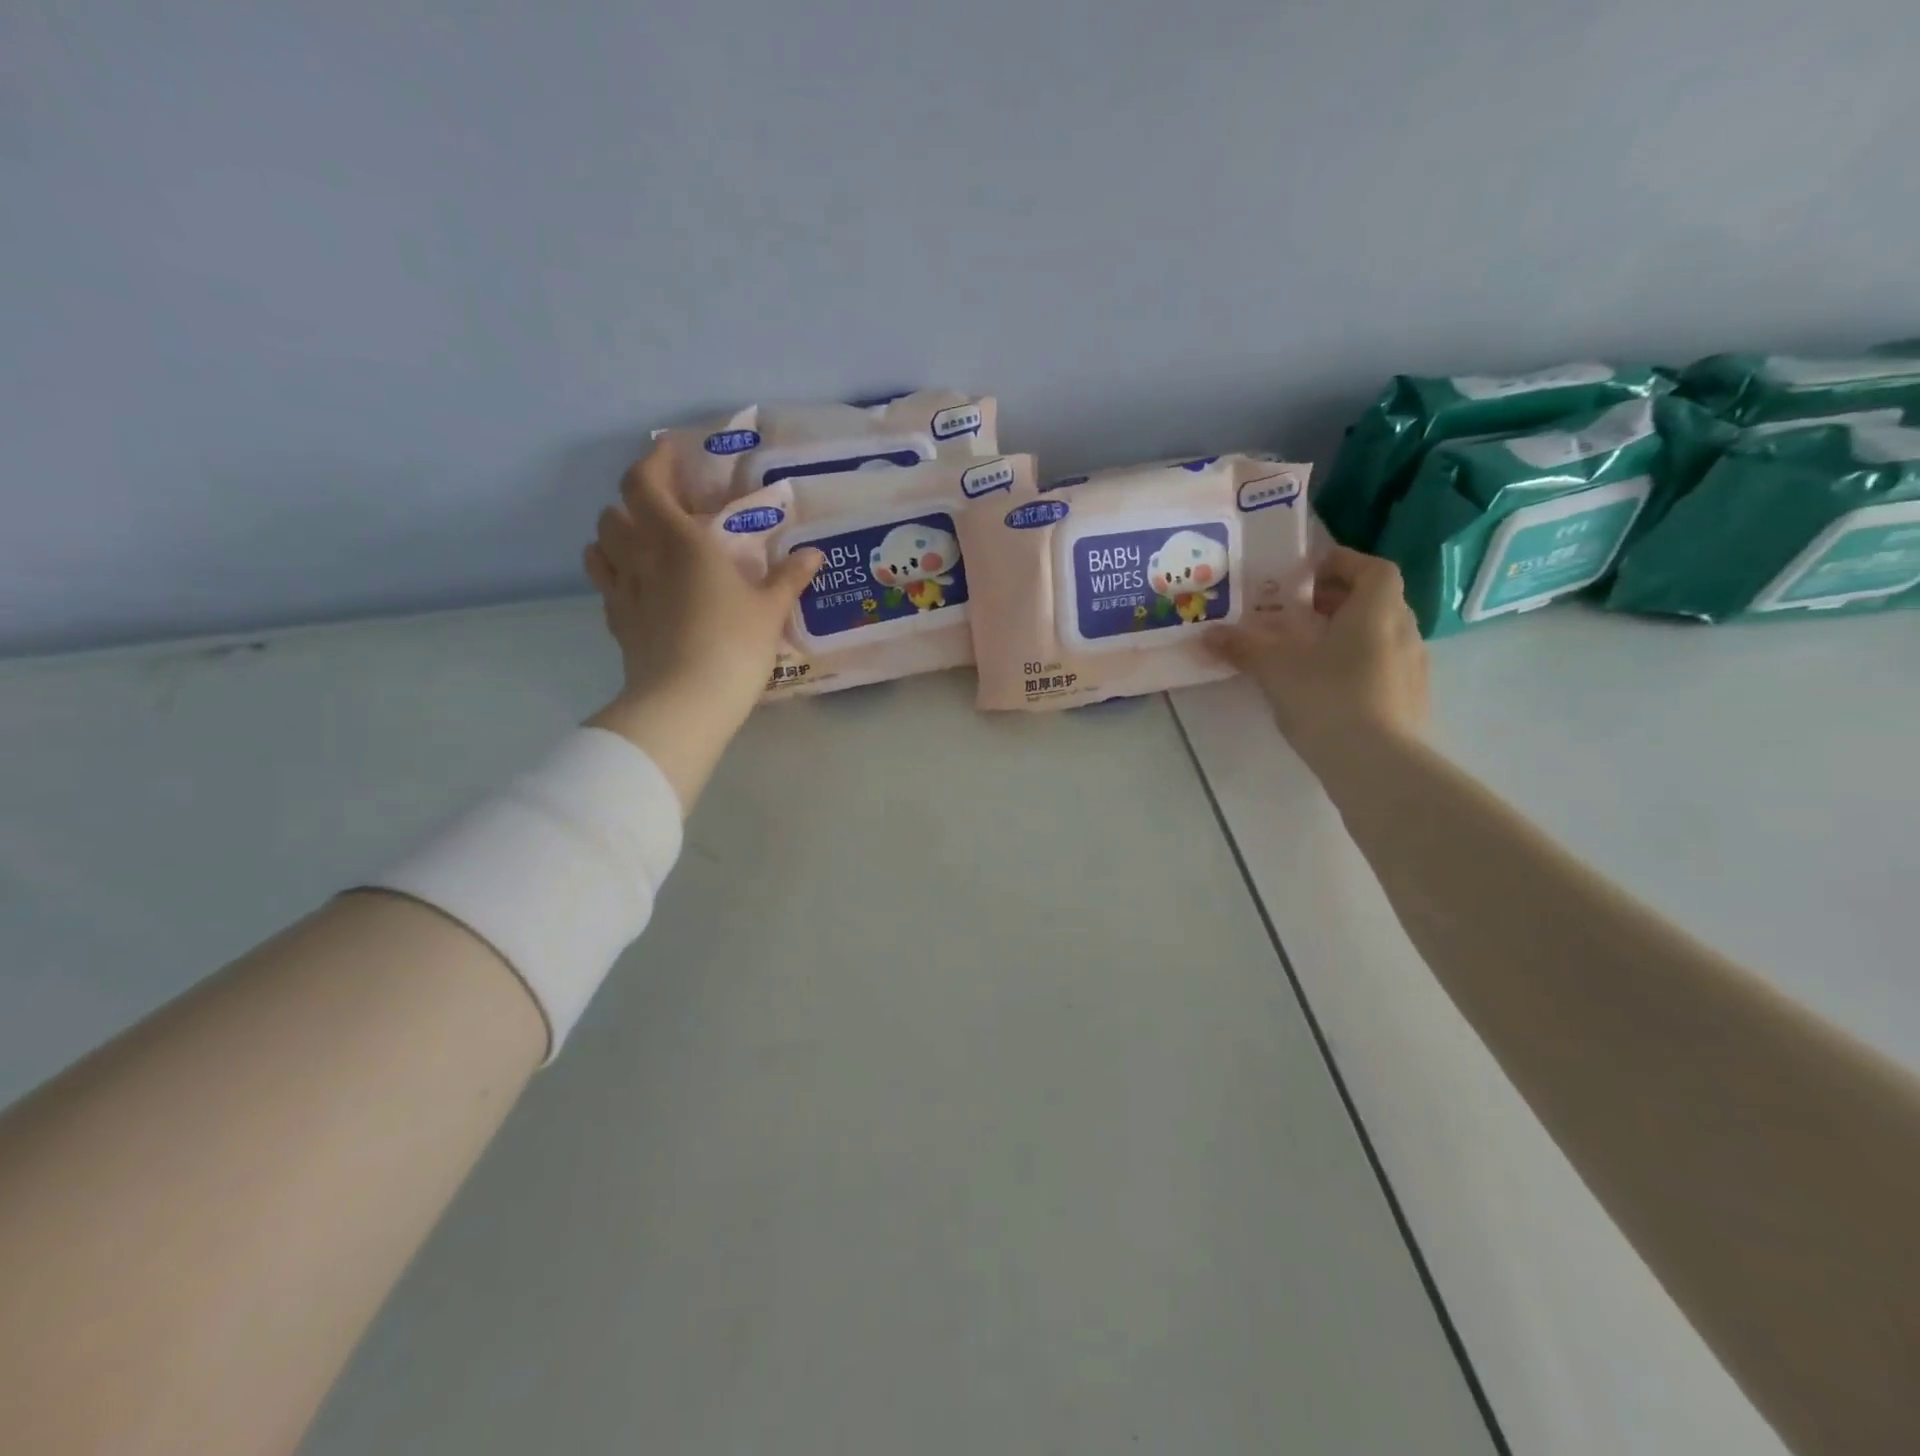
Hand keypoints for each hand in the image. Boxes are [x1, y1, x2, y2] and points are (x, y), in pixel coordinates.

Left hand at [582, 447, 821, 811]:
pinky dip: (616, 573)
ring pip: (599, 545)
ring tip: (646, 545)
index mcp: (679, 541)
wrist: (685, 701)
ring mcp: (622, 591)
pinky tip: (641, 588)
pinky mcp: (616, 623)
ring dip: (617, 536)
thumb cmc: (734, 645)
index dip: (653, 462)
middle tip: (667, 511)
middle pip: (613, 511)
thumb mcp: (770, 610)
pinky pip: (605, 584)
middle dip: (634, 502)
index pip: (645, 482)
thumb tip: (813, 555)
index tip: (672, 454)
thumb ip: (789, 578)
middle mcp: (640, 557)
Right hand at [1206, 545, 1428, 771]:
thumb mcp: (1275, 668)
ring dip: (1348, 633)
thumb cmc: (1327, 698)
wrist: (1376, 764)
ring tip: (1309, 650)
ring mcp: (1414, 667)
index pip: (1372, 568)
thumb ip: (1243, 646)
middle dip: (1338, 599)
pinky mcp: (1412, 700)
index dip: (1342, 563)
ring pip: (1381, 634)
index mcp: (1377, 609)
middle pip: (1376, 600)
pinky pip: (1384, 666)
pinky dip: (1358, 664)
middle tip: (1298, 611)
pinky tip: (1328, 686)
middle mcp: (1404, 629)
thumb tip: (1208, 634)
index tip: (1308, 571)